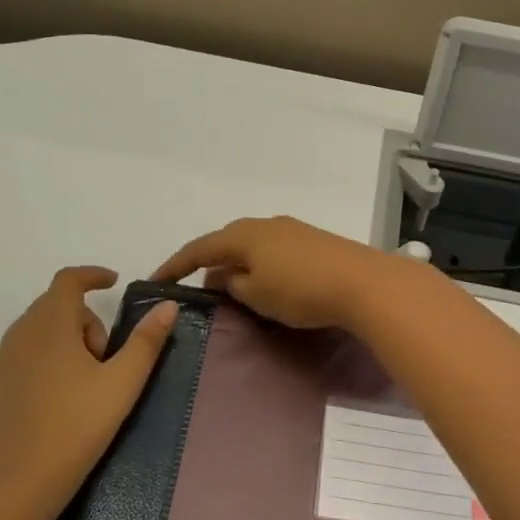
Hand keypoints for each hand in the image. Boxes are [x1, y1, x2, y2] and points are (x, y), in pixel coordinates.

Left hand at [0, 267, 178, 515]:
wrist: (23, 483)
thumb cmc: (79, 426)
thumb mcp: (123, 382)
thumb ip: (146, 340)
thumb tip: (167, 305)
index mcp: (51, 324)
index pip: (68, 280)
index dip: (92, 275)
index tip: (113, 282)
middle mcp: (20, 332)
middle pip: (56, 305)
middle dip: (86, 318)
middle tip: (106, 357)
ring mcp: (1, 359)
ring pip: (37, 327)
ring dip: (63, 336)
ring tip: (82, 376)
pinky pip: (19, 351)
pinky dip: (39, 354)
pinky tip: (52, 383)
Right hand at [153, 216, 415, 330]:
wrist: (363, 282)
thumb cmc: (301, 290)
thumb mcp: (256, 295)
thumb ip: (232, 284)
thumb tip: (221, 276)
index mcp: (243, 235)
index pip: (199, 248)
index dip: (175, 265)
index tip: (156, 281)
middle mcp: (264, 224)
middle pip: (227, 241)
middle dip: (209, 262)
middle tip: (198, 286)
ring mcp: (291, 229)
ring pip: (252, 245)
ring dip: (237, 264)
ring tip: (232, 287)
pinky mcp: (313, 240)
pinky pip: (273, 250)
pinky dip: (260, 264)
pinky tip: (266, 281)